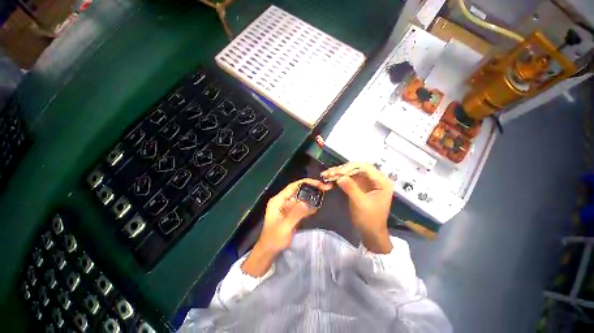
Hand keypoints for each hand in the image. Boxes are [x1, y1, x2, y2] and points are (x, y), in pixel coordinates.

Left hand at [242, 179, 331, 276]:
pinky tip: (317, 206)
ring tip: (323, 195)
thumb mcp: (285, 227)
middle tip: (325, 189)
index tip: (319, 184)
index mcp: (278, 200)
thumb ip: (296, 214)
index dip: (306, 183)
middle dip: (311, 188)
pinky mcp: (291, 213)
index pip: (293, 186)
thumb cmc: (274, 239)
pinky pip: (301, 206)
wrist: (269, 251)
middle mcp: (283, 201)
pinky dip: (309, 205)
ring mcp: (287, 207)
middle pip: (298, 190)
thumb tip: (308, 202)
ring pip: (301, 198)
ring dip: (311, 197)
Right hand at [321, 162, 393, 253]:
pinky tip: (329, 178)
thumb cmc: (369, 219)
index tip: (338, 173)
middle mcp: (374, 178)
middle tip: (329, 174)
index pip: (365, 167)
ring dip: (338, 172)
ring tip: (326, 175)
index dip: (350, 167)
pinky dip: (338, 178)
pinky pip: (348, 178)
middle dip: (342, 169)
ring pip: (351, 171)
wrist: (370, 232)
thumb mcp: (360, 203)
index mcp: (381, 181)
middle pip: (357, 168)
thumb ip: (351, 188)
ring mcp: (366, 182)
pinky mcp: (358, 186)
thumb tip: (339, 177)